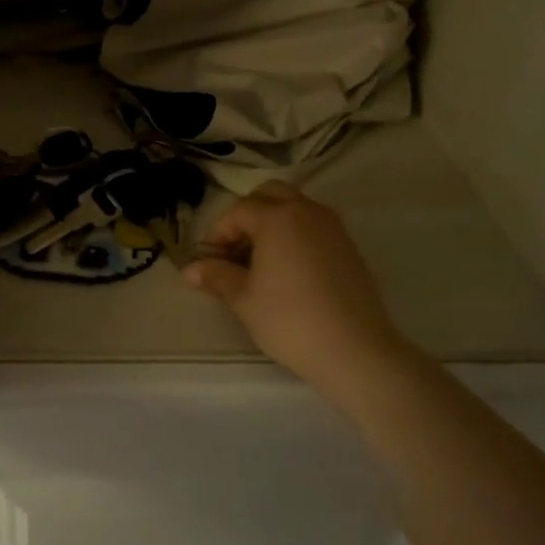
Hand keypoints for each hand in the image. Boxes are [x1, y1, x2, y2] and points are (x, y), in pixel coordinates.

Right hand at [183, 182, 410, 401]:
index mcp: (277, 218)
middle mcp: (307, 211)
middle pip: (271, 194)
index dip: (218, 233)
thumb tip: (190, 269)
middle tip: (234, 248)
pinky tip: (288, 270)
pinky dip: (296, 235)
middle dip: (248, 214)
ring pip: (296, 207)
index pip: (238, 211)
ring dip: (273, 222)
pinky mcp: (350, 247)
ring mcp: (333, 227)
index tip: (208, 260)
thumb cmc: (289, 319)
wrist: (354, 349)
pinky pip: (315, 226)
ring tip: (260, 260)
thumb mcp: (243, 299)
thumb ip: (216, 276)